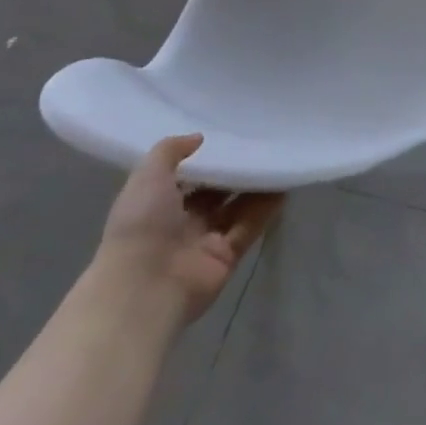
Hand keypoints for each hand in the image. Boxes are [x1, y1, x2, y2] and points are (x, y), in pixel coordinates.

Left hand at [92, 135, 283, 324]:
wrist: (145, 287)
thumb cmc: (141, 226)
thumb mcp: (147, 177)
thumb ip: (169, 151)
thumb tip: (198, 137)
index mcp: (156, 205)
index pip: (185, 178)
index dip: (204, 160)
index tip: (228, 137)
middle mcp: (180, 223)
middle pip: (214, 193)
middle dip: (233, 173)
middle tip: (260, 146)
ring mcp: (205, 241)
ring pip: (236, 208)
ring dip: (256, 187)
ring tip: (279, 161)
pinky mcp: (227, 256)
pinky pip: (250, 226)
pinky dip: (266, 208)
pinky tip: (284, 186)